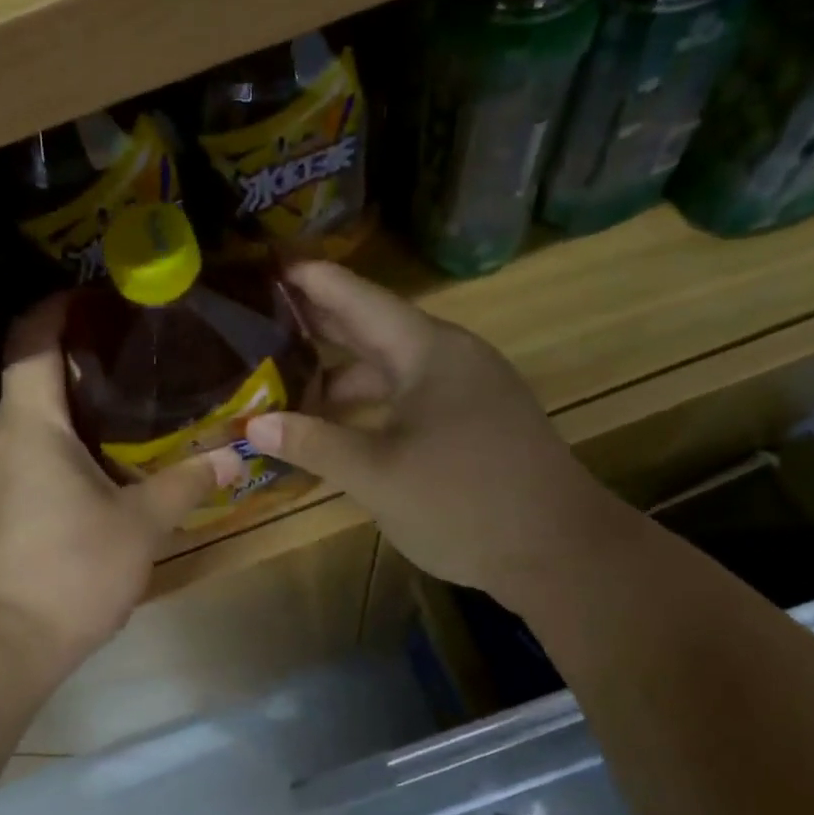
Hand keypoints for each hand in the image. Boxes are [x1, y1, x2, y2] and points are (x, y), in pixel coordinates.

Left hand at [0, 296, 242, 669]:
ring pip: (33, 419)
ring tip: (131, 405)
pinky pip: (29, 454)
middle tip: (139, 353)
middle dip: (81, 357)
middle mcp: (1, 437)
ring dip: (75, 406)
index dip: (59, 307)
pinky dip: (63, 443)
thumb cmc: (69, 569)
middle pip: (34, 376)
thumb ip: (186, 484)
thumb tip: (234, 455)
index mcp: (31, 422)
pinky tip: (103, 463)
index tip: (98, 294)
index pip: (32, 340)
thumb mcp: (140, 524)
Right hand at [245, 261, 604, 602]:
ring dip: (341, 374)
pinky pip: (408, 397)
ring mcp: (466, 389)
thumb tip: (252, 425)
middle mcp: (449, 357)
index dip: (312, 280)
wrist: (561, 552)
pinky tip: (337, 425)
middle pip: (373, 328)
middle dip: (319, 323)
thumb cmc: (464, 502)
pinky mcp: (473, 422)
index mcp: (428, 351)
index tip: (268, 262)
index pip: (358, 299)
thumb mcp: (377, 475)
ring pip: (390, 369)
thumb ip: (314, 444)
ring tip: (286, 379)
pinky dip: (369, 405)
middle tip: (262, 313)